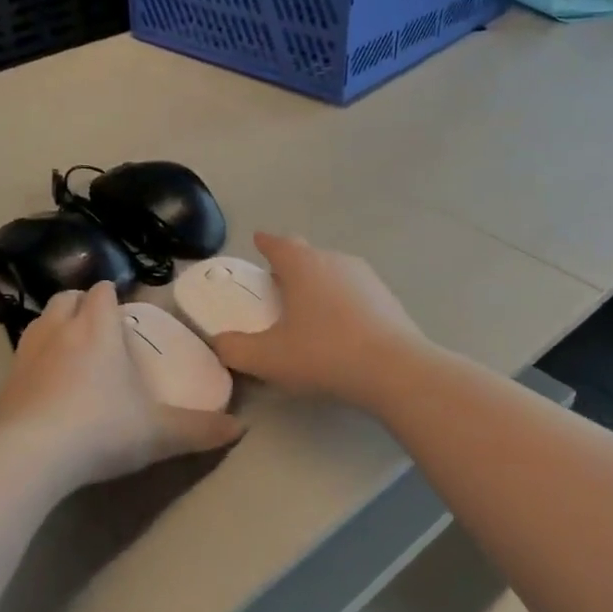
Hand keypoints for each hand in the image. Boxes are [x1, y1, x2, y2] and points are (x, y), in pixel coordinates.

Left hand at [0, 280, 242, 489]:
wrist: (30, 457)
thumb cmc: (102, 430)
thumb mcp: (159, 434)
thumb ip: (200, 429)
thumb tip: (241, 428)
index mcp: (98, 330)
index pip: (101, 292)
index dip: (110, 294)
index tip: (121, 306)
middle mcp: (60, 330)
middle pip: (66, 297)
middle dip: (81, 303)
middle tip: (97, 324)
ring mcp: (27, 353)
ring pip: (40, 320)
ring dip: (55, 324)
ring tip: (70, 347)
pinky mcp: (6, 380)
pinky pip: (22, 353)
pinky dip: (36, 356)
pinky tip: (46, 382)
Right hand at [212, 233, 426, 409]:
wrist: (395, 370)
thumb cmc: (324, 354)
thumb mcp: (268, 358)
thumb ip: (235, 349)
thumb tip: (218, 342)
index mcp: (303, 265)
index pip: (278, 244)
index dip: (265, 243)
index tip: (258, 240)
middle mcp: (335, 261)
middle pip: (307, 254)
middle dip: (290, 263)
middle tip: (276, 281)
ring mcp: (366, 278)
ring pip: (333, 271)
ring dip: (317, 282)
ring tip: (306, 306)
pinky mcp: (387, 298)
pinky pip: (354, 291)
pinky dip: (340, 300)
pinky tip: (339, 326)